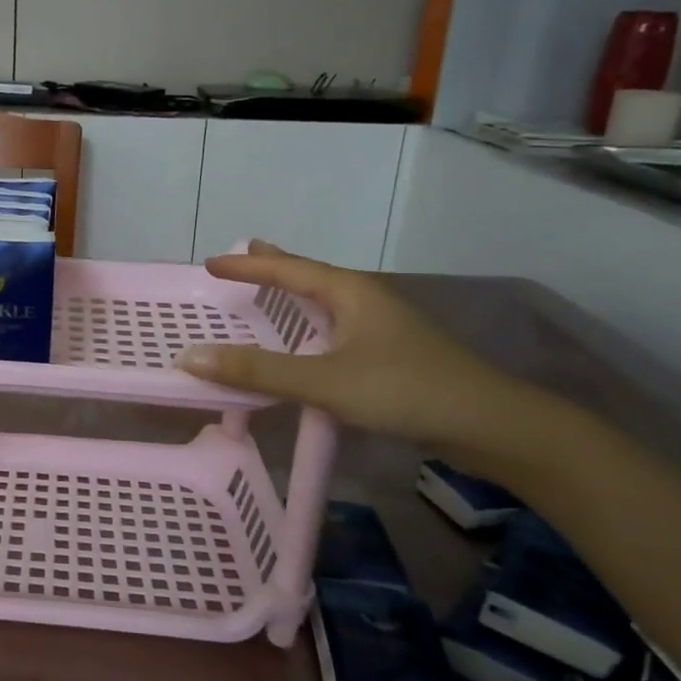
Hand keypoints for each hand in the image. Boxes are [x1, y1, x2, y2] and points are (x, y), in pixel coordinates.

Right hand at [175, 240, 532, 454]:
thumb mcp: (324, 380)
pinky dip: (309, 326)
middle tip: (245, 255)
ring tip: (270, 291)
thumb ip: (258, 370)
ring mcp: (382, 328)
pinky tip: (308, 344)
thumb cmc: (405, 390)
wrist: (491, 425)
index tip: (210, 263)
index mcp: (349, 293)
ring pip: (326, 303)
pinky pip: (335, 329)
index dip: (247, 265)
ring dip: (294, 296)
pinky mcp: (390, 355)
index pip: (287, 268)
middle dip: (276, 267)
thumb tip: (189, 357)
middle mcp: (365, 301)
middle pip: (310, 276)